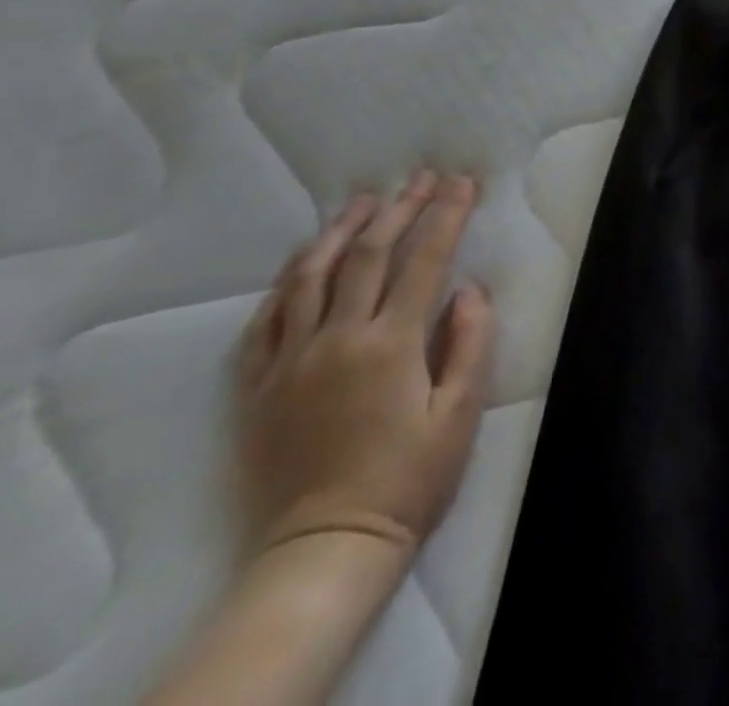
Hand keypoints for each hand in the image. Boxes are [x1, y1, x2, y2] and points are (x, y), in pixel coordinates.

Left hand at [235, 171, 494, 562]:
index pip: (424, 259)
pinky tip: (303, 262)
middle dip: (400, 208)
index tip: (462, 181)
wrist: (325, 550)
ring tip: (363, 201)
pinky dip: (287, 282)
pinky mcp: (258, 387)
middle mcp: (337, 339)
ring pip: (310, 277)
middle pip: (367, 255)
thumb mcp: (460, 414)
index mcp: (390, 344)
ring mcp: (290, 361)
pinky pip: (265, 321)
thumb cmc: (408, 480)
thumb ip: (470, 342)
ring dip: (340, 230)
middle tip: (421, 177)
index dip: (446, 214)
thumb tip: (468, 289)